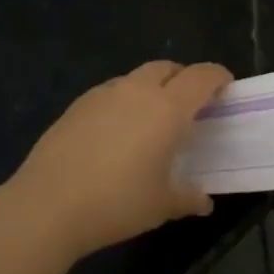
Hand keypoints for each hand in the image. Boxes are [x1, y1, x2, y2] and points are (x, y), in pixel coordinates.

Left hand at [5, 60, 232, 260]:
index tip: (226, 87)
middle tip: (190, 104)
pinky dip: (124, 101)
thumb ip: (188, 197)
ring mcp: (104, 94)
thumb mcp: (161, 205)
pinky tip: (117, 132)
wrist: (48, 205)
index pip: (201, 77)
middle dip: (184, 78)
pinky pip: (111, 92)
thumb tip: (204, 202)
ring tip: (151, 119)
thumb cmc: (117, 203)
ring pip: (137, 77)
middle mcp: (137, 91)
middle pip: (168, 68)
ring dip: (152, 88)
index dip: (218, 77)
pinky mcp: (78, 105)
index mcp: (167, 108)